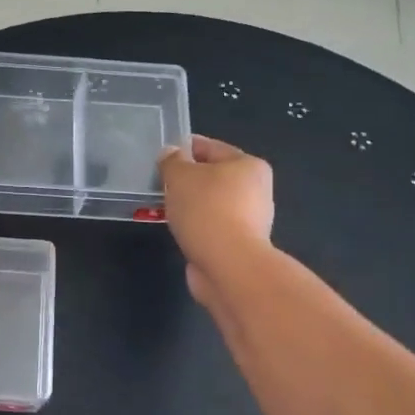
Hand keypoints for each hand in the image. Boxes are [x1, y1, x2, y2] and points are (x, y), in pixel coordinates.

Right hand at [158, 136, 273, 305]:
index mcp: (249, 165)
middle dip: (186, 179)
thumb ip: (172, 161)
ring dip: (189, 204)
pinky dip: (194, 225)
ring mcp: (249, 219)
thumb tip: (171, 154)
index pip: (210, 147)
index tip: (159, 155)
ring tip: (163, 206)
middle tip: (159, 182)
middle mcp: (255, 190)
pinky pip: (210, 225)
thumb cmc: (207, 211)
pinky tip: (177, 228)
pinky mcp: (238, 244)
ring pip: (210, 202)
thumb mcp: (180, 176)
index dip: (182, 148)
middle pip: (212, 176)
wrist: (228, 266)